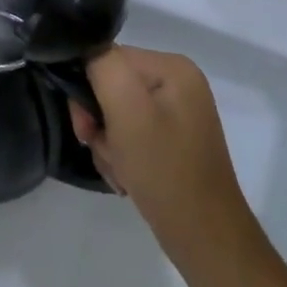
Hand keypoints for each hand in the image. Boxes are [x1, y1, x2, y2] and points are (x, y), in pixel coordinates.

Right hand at [70, 46, 258, 264]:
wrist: (203, 238)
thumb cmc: (164, 170)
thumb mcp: (127, 110)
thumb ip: (102, 66)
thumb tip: (84, 48)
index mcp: (173, 67)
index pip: (108, 58)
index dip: (88, 89)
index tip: (86, 125)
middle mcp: (178, 84)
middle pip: (110, 86)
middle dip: (98, 121)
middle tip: (102, 148)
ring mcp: (176, 114)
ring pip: (115, 114)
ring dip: (107, 142)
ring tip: (119, 168)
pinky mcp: (171, 141)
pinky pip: (130, 134)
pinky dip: (121, 155)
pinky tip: (127, 176)